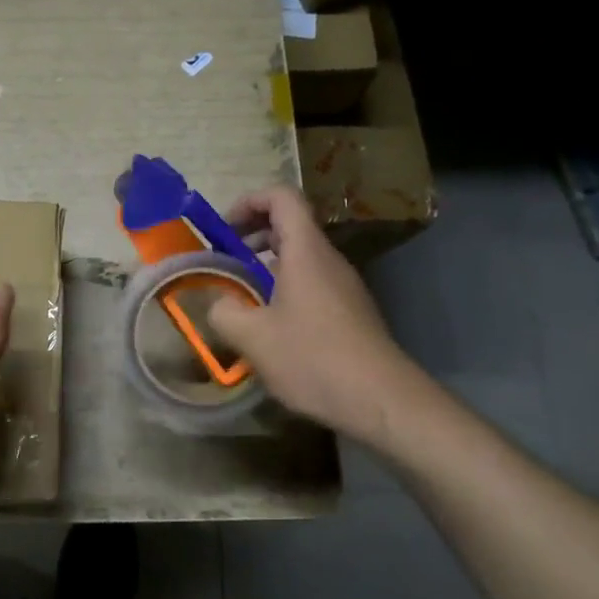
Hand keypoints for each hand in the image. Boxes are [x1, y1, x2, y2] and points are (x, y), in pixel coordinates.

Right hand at [206, 186, 424, 447]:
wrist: (381, 401)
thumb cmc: (313, 358)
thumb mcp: (252, 337)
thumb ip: (223, 312)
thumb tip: (218, 303)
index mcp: (305, 252)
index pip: (282, 198)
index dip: (249, 201)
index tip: (223, 229)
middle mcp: (328, 261)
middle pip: (291, 225)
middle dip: (252, 234)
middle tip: (224, 259)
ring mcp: (343, 287)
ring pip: (300, 257)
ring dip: (266, 264)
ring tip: (240, 294)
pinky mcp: (349, 312)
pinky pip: (311, 283)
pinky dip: (284, 288)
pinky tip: (269, 325)